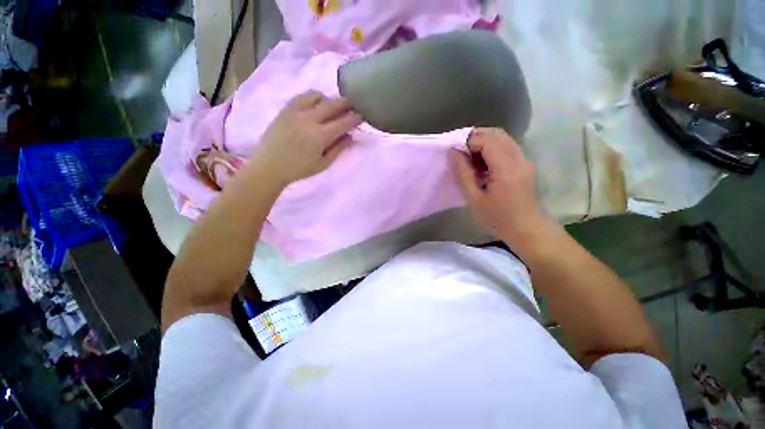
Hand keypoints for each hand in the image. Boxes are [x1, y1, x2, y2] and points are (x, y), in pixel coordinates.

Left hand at [254, 91, 361, 186]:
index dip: (356, 117)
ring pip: (319, 96)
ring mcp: (296, 112)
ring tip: (329, 107)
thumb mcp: (321, 165)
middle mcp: (310, 120)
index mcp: (320, 136)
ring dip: (328, 100)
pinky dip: (312, 97)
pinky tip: (314, 104)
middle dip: (347, 103)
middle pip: (334, 104)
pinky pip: (303, 96)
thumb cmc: (296, 169)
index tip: (361, 115)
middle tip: (352, 104)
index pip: (345, 121)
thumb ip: (338, 149)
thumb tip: (351, 136)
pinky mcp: (286, 109)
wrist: (268, 166)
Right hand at [451, 128, 549, 244]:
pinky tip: (488, 161)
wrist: (528, 229)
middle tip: (465, 152)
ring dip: (487, 141)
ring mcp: (524, 160)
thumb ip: (463, 173)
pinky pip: (509, 145)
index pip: (486, 140)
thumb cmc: (500, 219)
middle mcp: (518, 158)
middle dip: (477, 137)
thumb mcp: (475, 201)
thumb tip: (453, 151)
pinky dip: (496, 146)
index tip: (459, 155)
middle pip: (496, 134)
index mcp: (506, 168)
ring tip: (475, 157)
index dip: (469, 142)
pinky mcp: (526, 163)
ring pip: (503, 137)